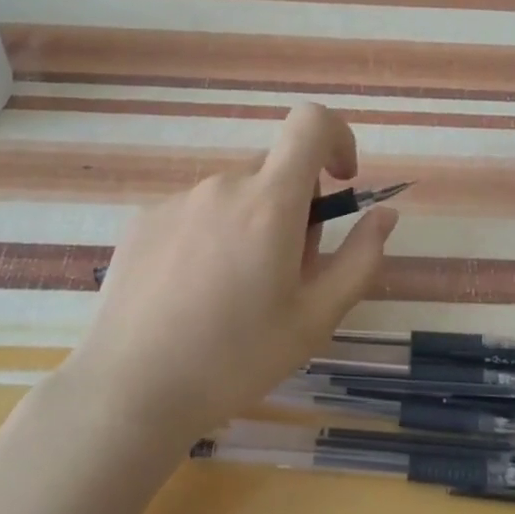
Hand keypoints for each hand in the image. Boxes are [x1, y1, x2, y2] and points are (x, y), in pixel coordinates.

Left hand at [61, 103, 397, 451]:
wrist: (130, 390)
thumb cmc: (235, 359)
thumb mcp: (315, 318)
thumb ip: (360, 259)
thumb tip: (384, 215)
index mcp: (268, 202)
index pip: (310, 123)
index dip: (336, 138)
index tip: (341, 181)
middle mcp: (221, 186)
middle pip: (275, 169)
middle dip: (296, 205)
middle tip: (286, 271)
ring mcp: (176, 201)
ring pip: (235, 194)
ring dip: (252, 223)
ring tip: (235, 291)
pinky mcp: (144, 220)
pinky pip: (196, 211)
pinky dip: (212, 235)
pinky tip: (193, 293)